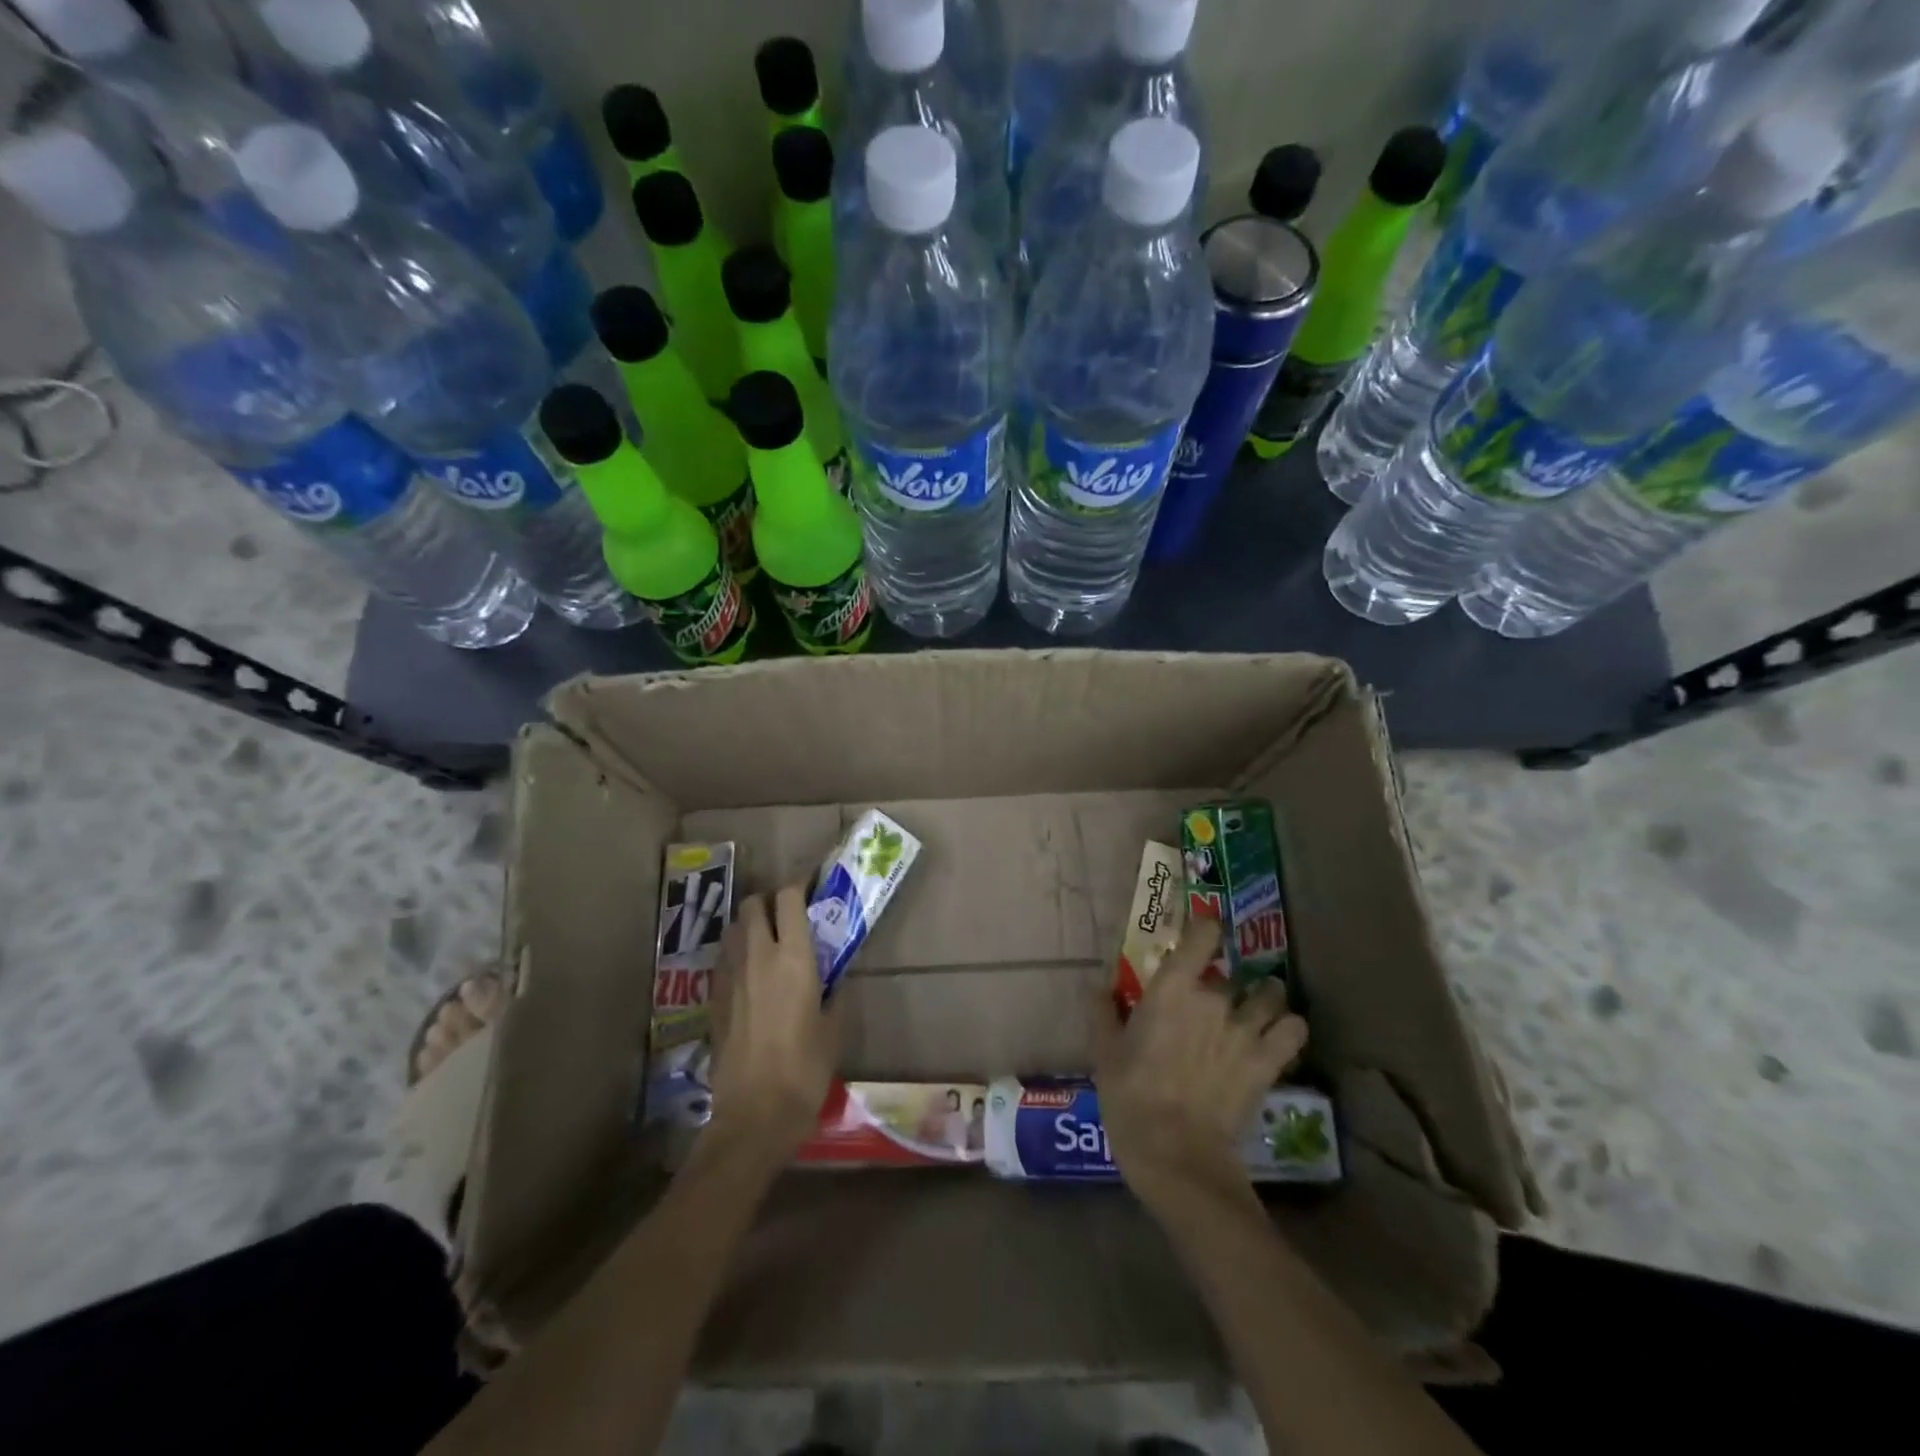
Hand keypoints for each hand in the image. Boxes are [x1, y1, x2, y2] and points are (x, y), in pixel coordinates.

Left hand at [705, 886, 840, 1163]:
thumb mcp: (834, 1029)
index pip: (788, 898)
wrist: (754, 1114)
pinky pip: (722, 959)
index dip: (799, 885)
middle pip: (753, 904)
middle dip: (769, 901)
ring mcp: (730, 976)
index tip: (812, 887)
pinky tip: (749, 973)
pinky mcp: (713, 999)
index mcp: (793, 957)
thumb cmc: (805, 1069)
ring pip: (733, 928)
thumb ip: (836, 994)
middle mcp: (757, 956)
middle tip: (787, 915)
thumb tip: (836, 978)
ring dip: (749, 924)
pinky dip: (735, 953)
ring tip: (766, 940)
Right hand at [1093, 915, 1307, 1212]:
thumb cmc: (1131, 1098)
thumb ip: (1103, 1013)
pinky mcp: (1267, 1062)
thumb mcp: (1104, 1053)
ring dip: (1265, 997)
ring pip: (1271, 995)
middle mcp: (1214, 998)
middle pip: (1229, 974)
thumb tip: (1098, 987)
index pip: (1202, 935)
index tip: (1200, 936)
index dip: (1205, 929)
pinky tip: (1278, 1035)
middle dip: (1222, 984)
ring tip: (1257, 1007)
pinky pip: (1294, 1030)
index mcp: (1173, 988)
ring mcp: (1246, 1030)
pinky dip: (1289, 1027)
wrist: (1176, 1155)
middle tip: (1208, 1003)